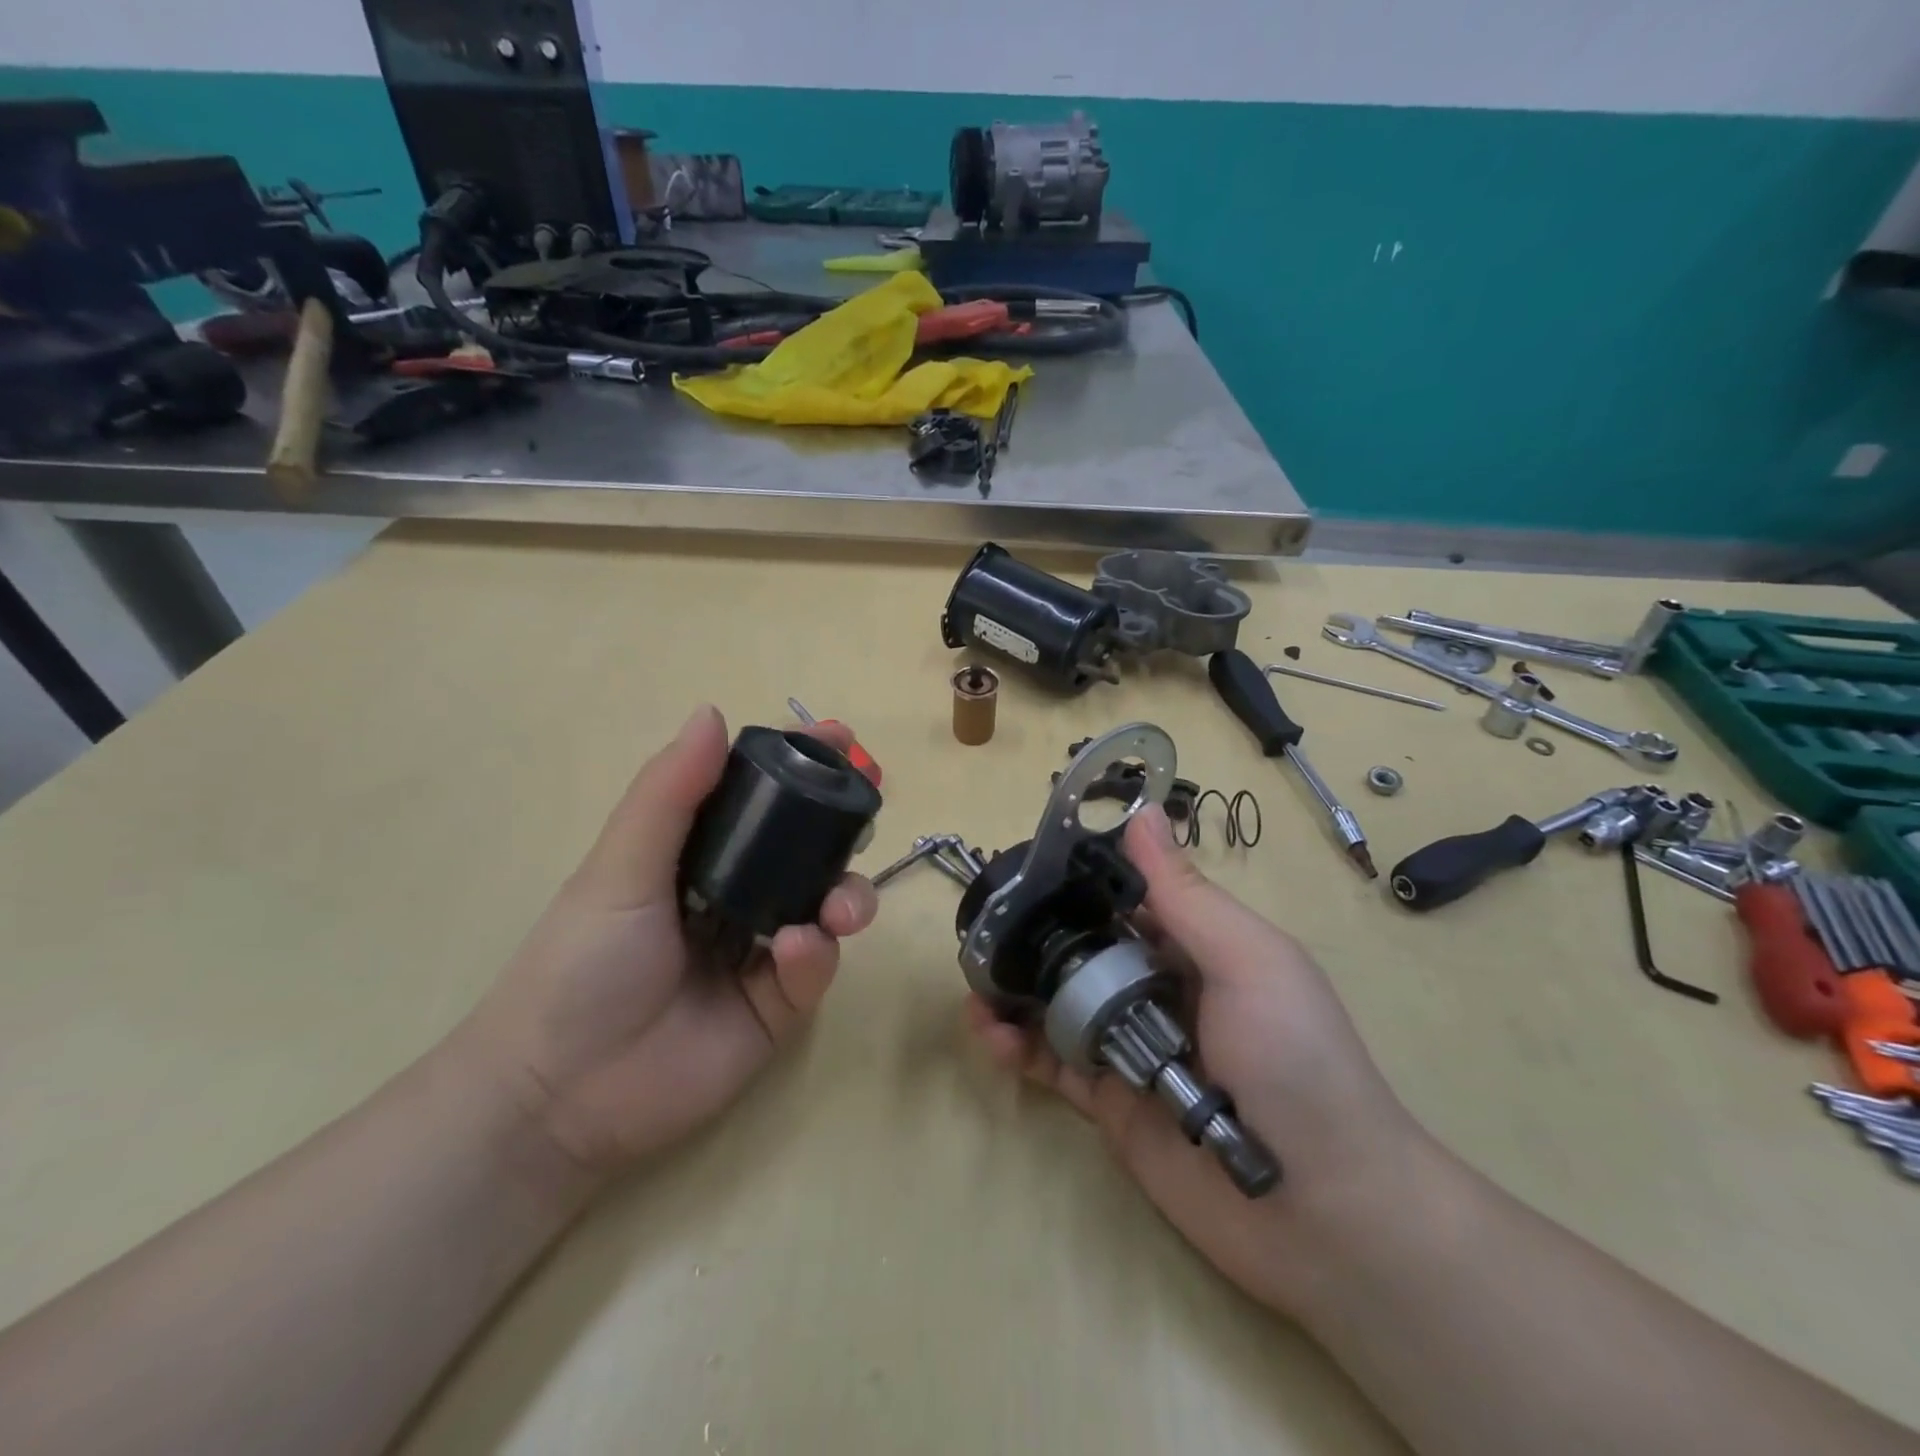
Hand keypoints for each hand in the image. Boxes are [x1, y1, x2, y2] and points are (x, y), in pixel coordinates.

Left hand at [463, 705, 877, 1182]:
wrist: (561, 1095)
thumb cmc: (581, 966)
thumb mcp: (620, 870)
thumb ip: (670, 795)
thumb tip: (712, 712)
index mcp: (699, 856)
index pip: (760, 798)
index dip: (799, 766)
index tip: (836, 738)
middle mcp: (739, 894)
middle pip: (809, 847)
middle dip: (844, 824)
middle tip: (867, 806)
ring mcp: (763, 950)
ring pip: (828, 904)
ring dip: (848, 894)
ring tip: (839, 908)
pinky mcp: (780, 1004)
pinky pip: (817, 966)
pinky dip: (817, 954)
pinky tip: (793, 954)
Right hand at [965, 804, 1425, 1317]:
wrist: (1326, 1213)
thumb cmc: (1295, 1061)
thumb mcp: (1248, 962)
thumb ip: (1184, 895)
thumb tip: (1141, 811)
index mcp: (1193, 944)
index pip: (1122, 894)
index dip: (1075, 875)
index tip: (1022, 859)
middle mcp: (1156, 986)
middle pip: (1082, 947)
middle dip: (1033, 932)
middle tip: (980, 925)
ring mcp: (1129, 1044)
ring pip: (1058, 1002)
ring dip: (1014, 988)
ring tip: (973, 982)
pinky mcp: (1109, 1101)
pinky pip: (1052, 1063)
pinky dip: (1017, 1046)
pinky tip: (990, 1034)